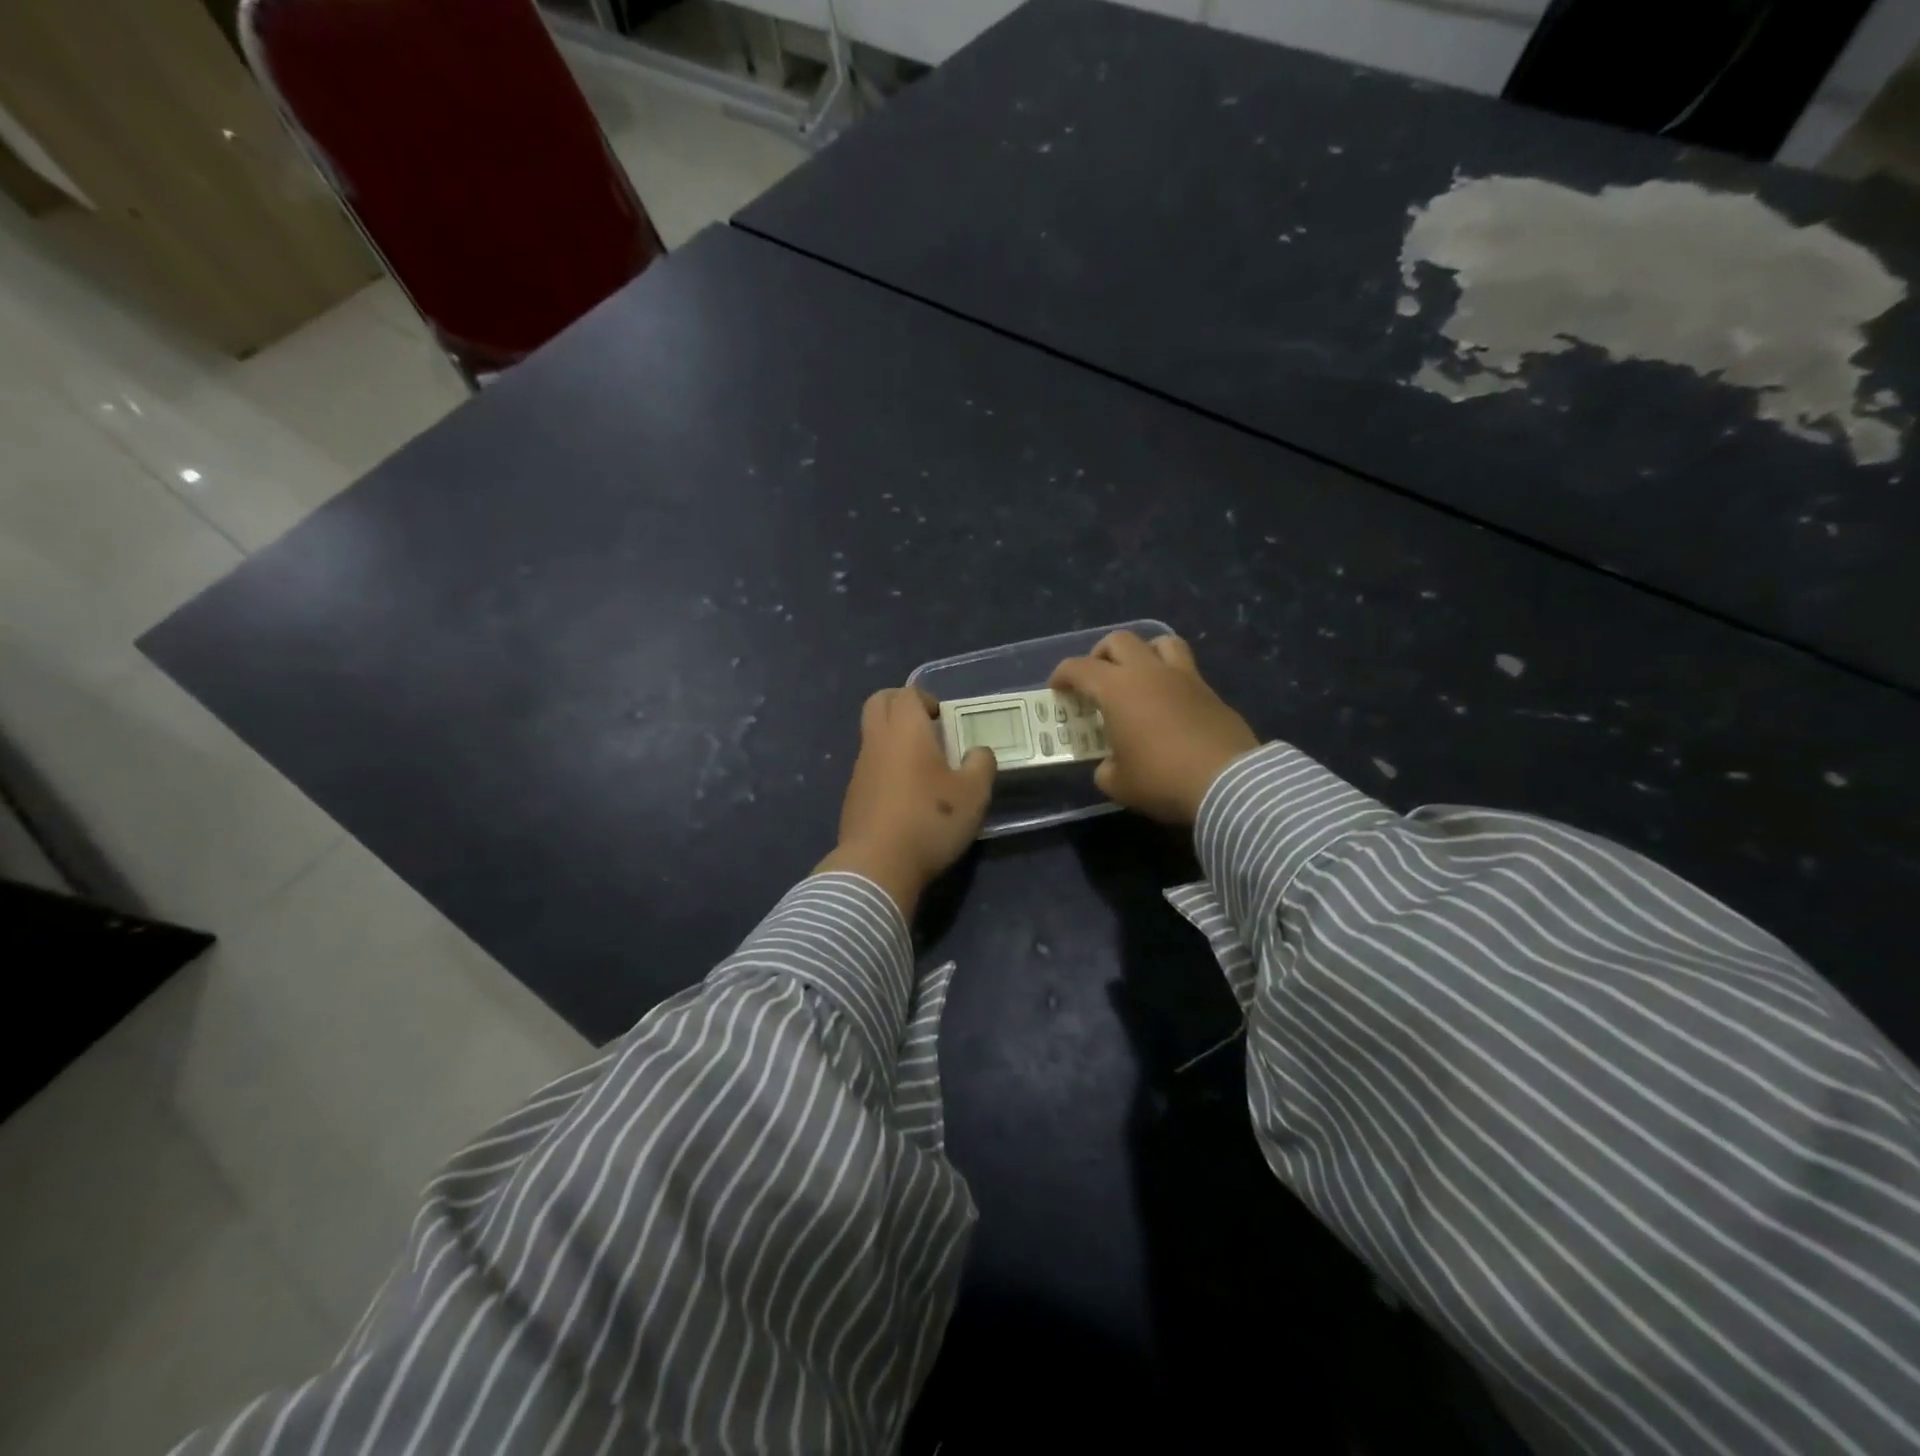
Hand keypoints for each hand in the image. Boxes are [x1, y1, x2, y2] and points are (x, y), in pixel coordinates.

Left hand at [815, 687, 995, 916]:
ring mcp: (860, 770)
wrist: (878, 865)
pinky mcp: (853, 797)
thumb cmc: (930, 819)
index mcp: (905, 730)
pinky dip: (885, 768)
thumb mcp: (973, 793)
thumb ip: (981, 764)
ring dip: (893, 739)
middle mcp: (877, 741)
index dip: (926, 699)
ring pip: (872, 737)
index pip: (906, 694)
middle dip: (900, 706)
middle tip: (926, 726)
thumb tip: (978, 752)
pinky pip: (869, 767)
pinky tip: (906, 796)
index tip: (944, 718)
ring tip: (922, 765)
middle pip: (878, 704)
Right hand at [1050, 631, 1258, 824]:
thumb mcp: (1118, 784)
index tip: (1057, 689)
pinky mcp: (1210, 692)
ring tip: (1137, 676)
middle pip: (1119, 641)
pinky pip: (1185, 669)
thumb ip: (1106, 768)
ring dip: (1143, 653)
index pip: (1079, 668)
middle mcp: (1149, 673)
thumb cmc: (1162, 779)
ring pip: (1160, 641)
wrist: (1227, 784)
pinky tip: (1167, 703)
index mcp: (1117, 689)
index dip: (1062, 675)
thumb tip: (1111, 764)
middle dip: (1100, 655)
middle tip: (1096, 679)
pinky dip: (1170, 677)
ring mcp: (1184, 678)